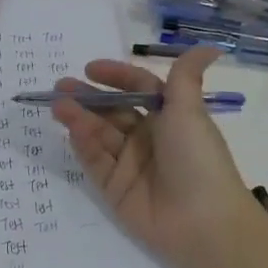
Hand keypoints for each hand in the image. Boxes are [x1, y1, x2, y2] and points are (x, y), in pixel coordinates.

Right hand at [51, 48, 267, 267]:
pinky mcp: (114, 189)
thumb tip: (209, 46)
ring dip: (79, 118)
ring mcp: (130, 164)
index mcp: (170, 118)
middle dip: (88, 97)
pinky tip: (70, 130)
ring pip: (99, 134)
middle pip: (112, 111)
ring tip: (58, 105)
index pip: (139, 89)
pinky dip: (83, 145)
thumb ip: (184, 77)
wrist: (203, 222)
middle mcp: (148, 138)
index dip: (116, 77)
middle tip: (60, 86)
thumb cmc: (198, 159)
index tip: (91, 69)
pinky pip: (94, 162)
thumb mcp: (189, 112)